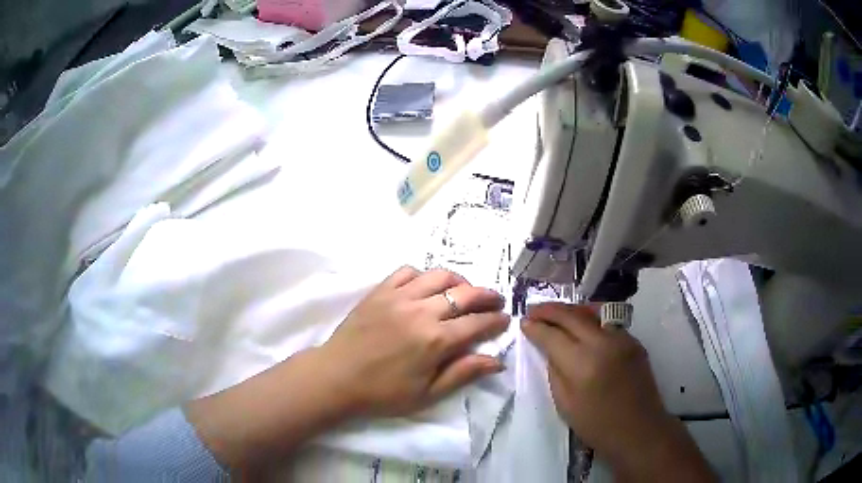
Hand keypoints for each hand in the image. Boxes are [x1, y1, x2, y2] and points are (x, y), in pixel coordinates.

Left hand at [320, 266, 509, 416]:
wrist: (336, 377)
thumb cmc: (382, 393)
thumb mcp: (427, 394)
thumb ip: (463, 374)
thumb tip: (497, 361)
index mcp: (435, 340)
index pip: (477, 323)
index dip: (495, 320)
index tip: (504, 320)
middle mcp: (421, 311)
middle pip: (464, 294)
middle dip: (486, 296)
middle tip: (495, 301)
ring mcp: (398, 297)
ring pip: (439, 276)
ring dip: (459, 281)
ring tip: (464, 291)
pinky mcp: (379, 291)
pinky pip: (407, 271)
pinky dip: (423, 275)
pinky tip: (426, 286)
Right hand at [522, 303, 713, 481]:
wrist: (639, 430)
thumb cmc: (597, 426)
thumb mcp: (565, 404)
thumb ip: (555, 372)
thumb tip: (549, 349)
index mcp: (583, 364)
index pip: (553, 335)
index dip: (535, 327)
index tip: (523, 323)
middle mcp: (604, 343)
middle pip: (572, 316)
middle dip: (549, 310)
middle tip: (533, 310)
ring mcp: (623, 338)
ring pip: (591, 312)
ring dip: (570, 310)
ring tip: (555, 313)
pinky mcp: (634, 341)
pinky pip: (607, 323)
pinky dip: (590, 319)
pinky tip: (581, 326)